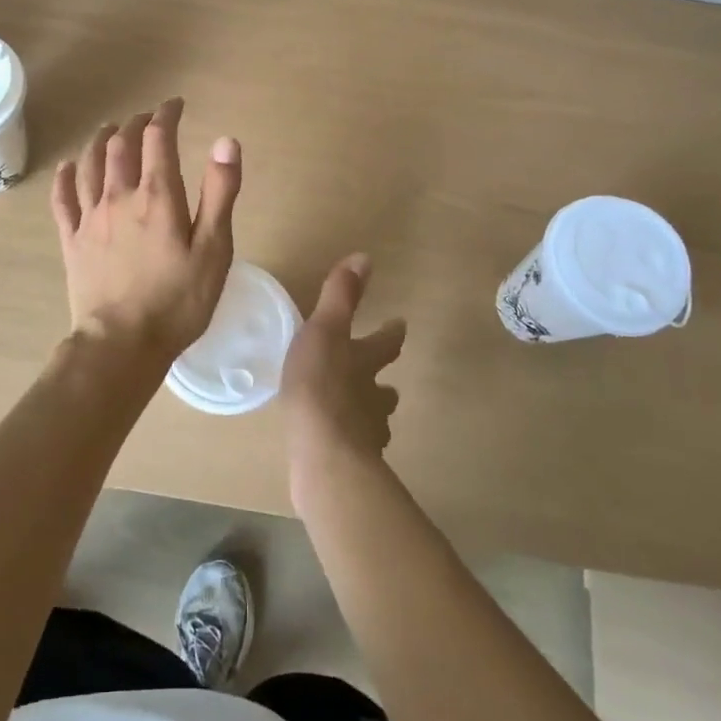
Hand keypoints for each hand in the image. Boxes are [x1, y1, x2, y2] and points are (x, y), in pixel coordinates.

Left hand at [51, 97, 241, 372]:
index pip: (158, 139)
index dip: (166, 116)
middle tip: (146, 118)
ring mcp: (90, 218)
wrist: (122, 344)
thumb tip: (225, 140)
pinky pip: (62, 199)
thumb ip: (220, 193)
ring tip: (109, 130)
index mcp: (157, 196)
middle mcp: (119, 196)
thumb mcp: (214, 249)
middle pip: (120, 146)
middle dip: (134, 124)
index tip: (174, 105)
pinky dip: (65, 177)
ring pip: (89, 165)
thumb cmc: (177, 301)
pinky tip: (68, 167)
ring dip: (100, 140)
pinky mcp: (71, 241)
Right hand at [282, 254, 406, 493]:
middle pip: (385, 388)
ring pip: (374, 420)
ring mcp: (366, 433)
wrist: (324, 453)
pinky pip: (355, 449)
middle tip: (381, 382)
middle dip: (382, 382)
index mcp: (365, 362)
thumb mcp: (325, 331)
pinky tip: (337, 446)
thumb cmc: (320, 385)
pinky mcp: (351, 462)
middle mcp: (372, 397)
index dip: (392, 333)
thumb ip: (341, 297)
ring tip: (356, 415)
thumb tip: (365, 257)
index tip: (400, 324)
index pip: (386, 343)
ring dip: (368, 414)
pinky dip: (350, 443)